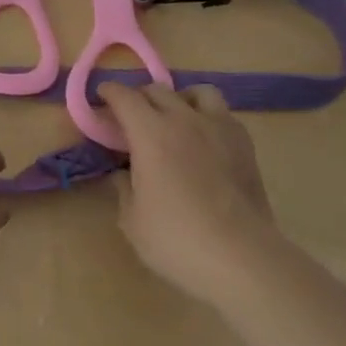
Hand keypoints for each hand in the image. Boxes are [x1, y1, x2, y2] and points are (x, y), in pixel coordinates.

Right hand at [98, 81, 280, 303]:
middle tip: (132, 117)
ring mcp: (218, 126)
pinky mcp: (244, 142)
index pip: (125, 97)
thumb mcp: (133, 220)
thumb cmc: (177, 240)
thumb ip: (124, 188)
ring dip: (180, 99)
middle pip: (157, 90)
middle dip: (140, 97)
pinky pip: (222, 113)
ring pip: (197, 92)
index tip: (102, 96)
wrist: (241, 256)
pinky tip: (205, 140)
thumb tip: (123, 173)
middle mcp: (183, 119)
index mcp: (150, 133)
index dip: (110, 93)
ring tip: (176, 118)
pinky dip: (208, 117)